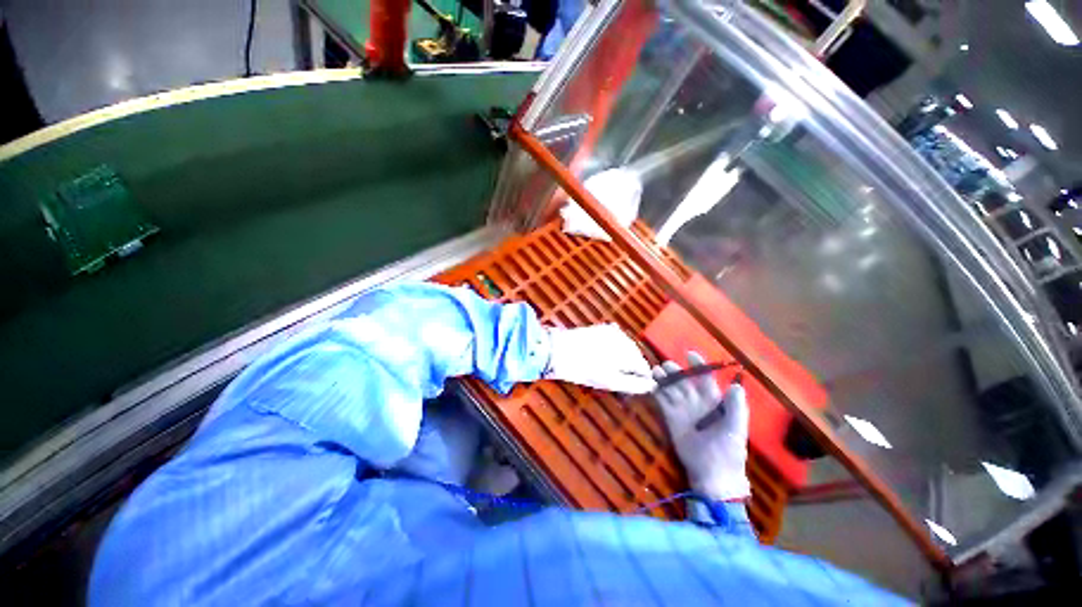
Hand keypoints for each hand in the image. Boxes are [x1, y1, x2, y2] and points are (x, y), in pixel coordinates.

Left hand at [544, 324, 655, 393]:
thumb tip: (651, 385)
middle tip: (614, 379)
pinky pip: (614, 341)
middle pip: (636, 357)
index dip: (638, 380)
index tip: (626, 387)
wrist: (556, 350)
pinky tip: (601, 357)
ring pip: (625, 349)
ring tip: (605, 369)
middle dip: (629, 368)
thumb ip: (633, 384)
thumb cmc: (583, 369)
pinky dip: (612, 350)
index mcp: (629, 351)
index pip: (644, 368)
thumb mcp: (609, 381)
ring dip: (621, 359)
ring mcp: (612, 331)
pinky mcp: (601, 328)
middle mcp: (624, 338)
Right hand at [653, 352, 750, 500]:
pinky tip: (650, 384)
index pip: (705, 378)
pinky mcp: (671, 418)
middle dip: (675, 371)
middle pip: (683, 381)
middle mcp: (697, 401)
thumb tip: (736, 385)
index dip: (698, 365)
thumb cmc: (728, 451)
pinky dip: (656, 391)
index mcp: (714, 400)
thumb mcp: (735, 429)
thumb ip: (736, 407)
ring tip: (654, 371)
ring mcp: (683, 409)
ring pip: (671, 388)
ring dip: (663, 379)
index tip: (689, 354)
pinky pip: (662, 401)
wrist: (713, 475)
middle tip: (665, 366)